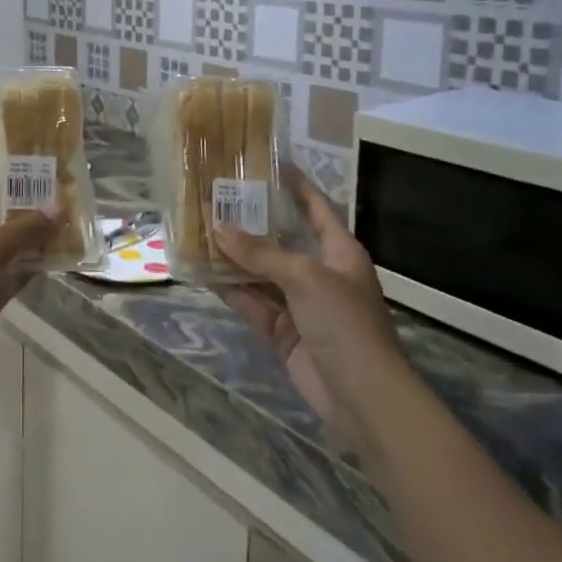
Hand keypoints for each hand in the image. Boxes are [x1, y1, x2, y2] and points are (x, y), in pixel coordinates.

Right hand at [214, 170, 407, 447]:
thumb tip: (218, 228)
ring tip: (199, 230)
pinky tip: (203, 273)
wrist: (363, 398)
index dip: (296, 186)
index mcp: (339, 252)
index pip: (316, 209)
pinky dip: (230, 290)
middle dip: (251, 222)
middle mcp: (320, 273)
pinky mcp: (283, 332)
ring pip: (261, 272)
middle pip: (281, 240)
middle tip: (216, 198)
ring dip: (234, 257)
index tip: (269, 163)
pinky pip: (253, 303)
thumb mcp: (305, 278)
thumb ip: (261, 253)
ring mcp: (300, 304)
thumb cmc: (345, 323)